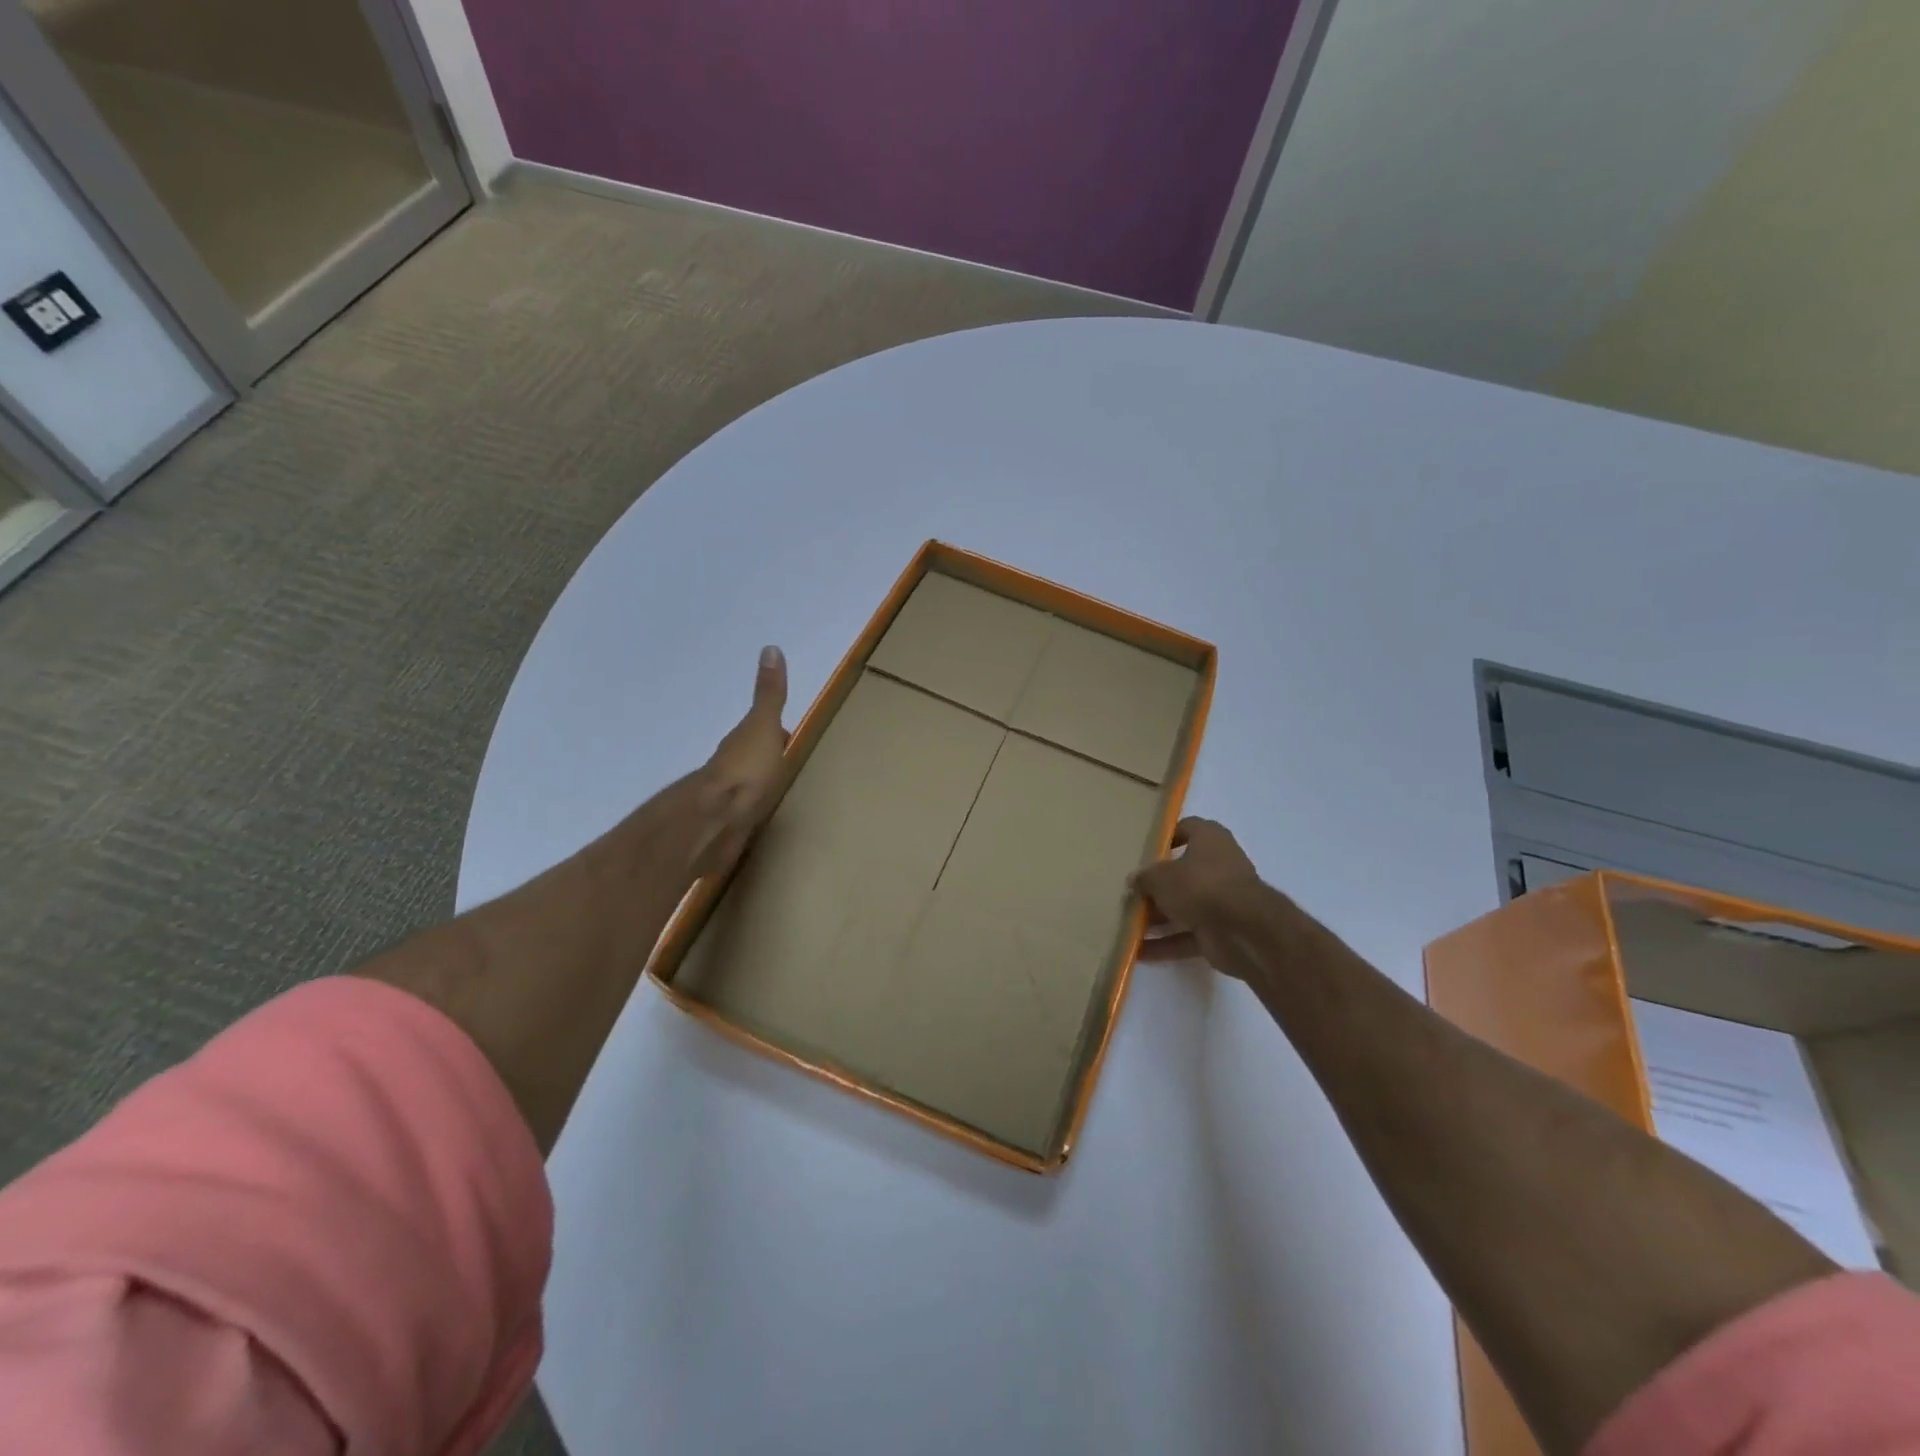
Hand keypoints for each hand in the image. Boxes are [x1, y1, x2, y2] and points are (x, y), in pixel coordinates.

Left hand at [691, 646, 790, 877]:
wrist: (717, 821)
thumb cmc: (746, 770)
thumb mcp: (763, 726)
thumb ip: (769, 695)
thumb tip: (770, 648)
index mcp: (742, 744)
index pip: (762, 735)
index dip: (777, 735)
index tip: (790, 736)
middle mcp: (731, 769)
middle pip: (752, 762)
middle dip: (766, 762)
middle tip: (786, 766)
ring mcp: (727, 800)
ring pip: (746, 789)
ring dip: (757, 788)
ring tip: (775, 794)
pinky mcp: (727, 828)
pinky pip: (743, 816)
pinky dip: (751, 814)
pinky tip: (757, 823)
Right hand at [1130, 817, 1263, 969]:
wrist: (1244, 931)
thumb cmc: (1201, 886)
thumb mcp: (1160, 876)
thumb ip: (1145, 877)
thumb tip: (1136, 880)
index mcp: (1210, 840)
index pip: (1186, 828)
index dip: (1166, 837)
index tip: (1143, 850)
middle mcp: (1219, 867)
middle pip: (1182, 873)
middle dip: (1156, 886)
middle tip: (1130, 893)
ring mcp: (1222, 901)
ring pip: (1184, 907)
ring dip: (1158, 918)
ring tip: (1127, 924)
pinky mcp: (1221, 932)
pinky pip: (1188, 936)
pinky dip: (1166, 944)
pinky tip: (1139, 951)